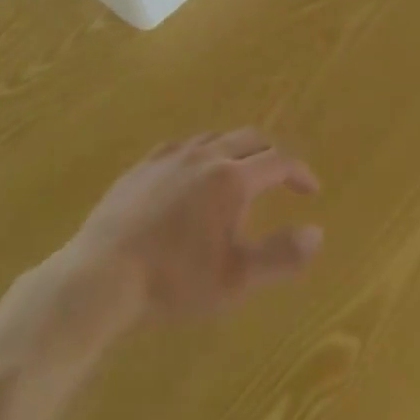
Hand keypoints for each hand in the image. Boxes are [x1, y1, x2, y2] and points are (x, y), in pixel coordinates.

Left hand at [58, 130, 322, 327]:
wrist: (101, 277)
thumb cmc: (175, 281)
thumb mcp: (236, 278)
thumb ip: (282, 255)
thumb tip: (318, 232)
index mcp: (233, 179)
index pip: (279, 161)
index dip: (300, 172)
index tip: (311, 189)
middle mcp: (206, 156)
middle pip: (249, 139)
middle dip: (271, 153)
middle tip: (280, 176)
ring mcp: (170, 157)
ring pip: (214, 138)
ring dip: (235, 150)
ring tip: (238, 173)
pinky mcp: (141, 166)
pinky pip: (180, 147)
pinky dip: (200, 154)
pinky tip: (191, 173)